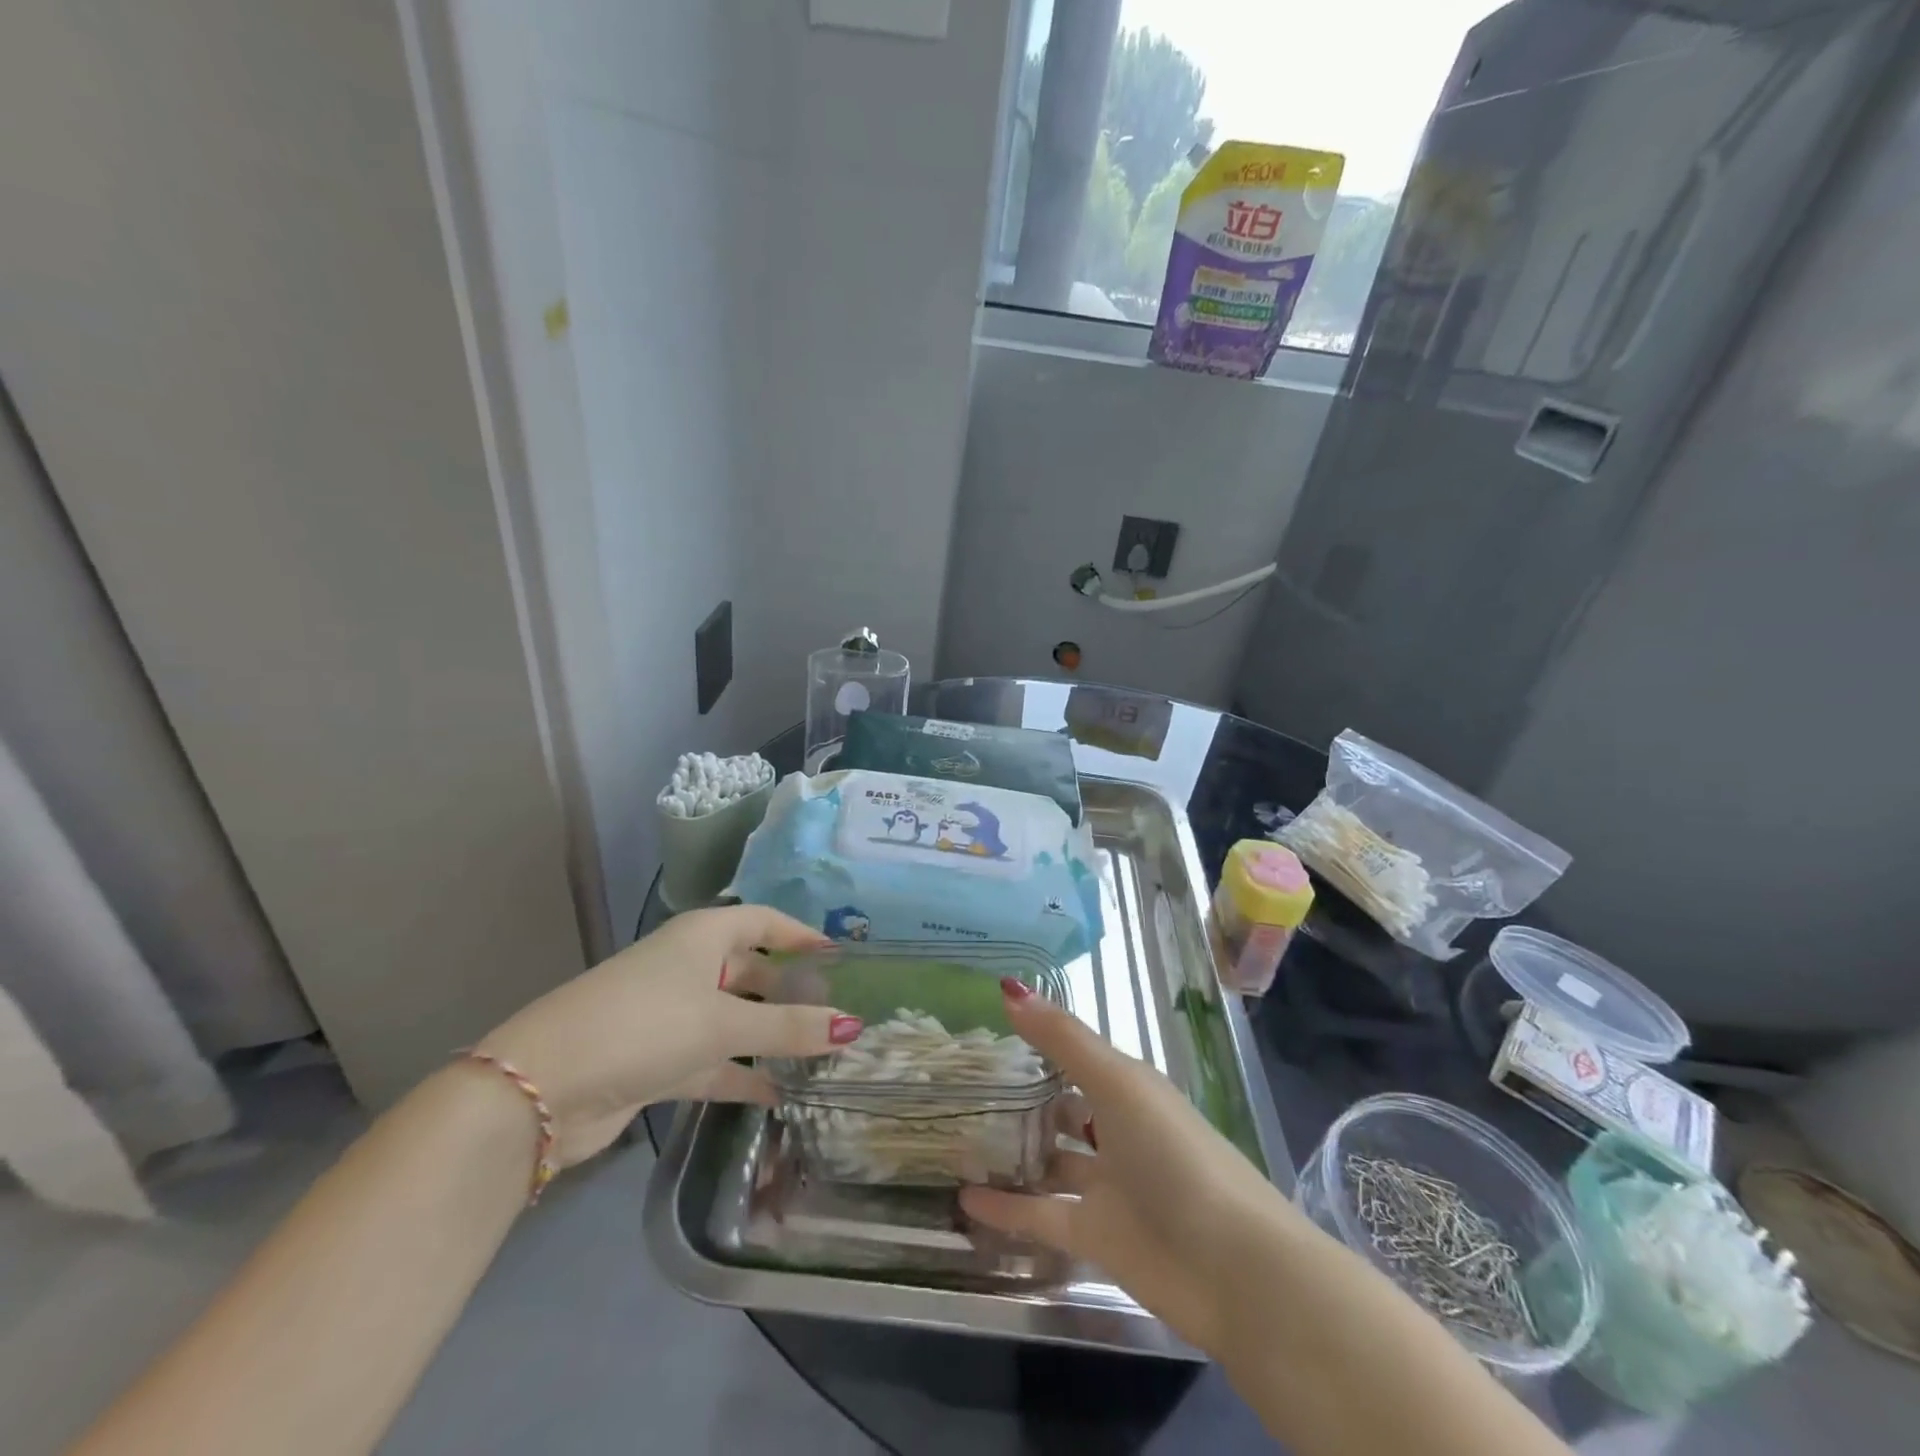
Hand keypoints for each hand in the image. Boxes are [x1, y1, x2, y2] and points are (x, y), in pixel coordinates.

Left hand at [476, 906, 858, 1167]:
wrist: (541, 1089)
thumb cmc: (645, 1025)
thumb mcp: (723, 1022)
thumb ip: (790, 1027)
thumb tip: (854, 1025)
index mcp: (703, 936)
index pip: (765, 921)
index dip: (802, 935)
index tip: (840, 956)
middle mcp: (689, 967)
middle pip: (752, 971)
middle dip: (791, 991)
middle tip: (837, 1012)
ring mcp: (672, 1014)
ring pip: (735, 1019)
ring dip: (771, 1036)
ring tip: (820, 1054)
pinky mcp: (658, 1059)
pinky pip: (714, 1060)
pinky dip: (743, 1074)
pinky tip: (779, 1095)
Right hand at [961, 982, 1305, 1356]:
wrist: (1235, 1270)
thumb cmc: (1175, 1155)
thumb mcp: (1117, 1083)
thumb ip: (1062, 1039)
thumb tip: (1008, 986)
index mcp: (1128, 1088)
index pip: (1075, 1056)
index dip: (1037, 1042)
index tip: (987, 1029)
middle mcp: (1117, 1131)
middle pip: (1064, 1109)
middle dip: (1024, 1100)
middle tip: (966, 1087)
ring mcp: (1109, 1186)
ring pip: (1052, 1162)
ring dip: (1014, 1154)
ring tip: (959, 1140)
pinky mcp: (1098, 1237)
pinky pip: (1042, 1215)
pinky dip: (1008, 1210)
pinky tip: (964, 1201)